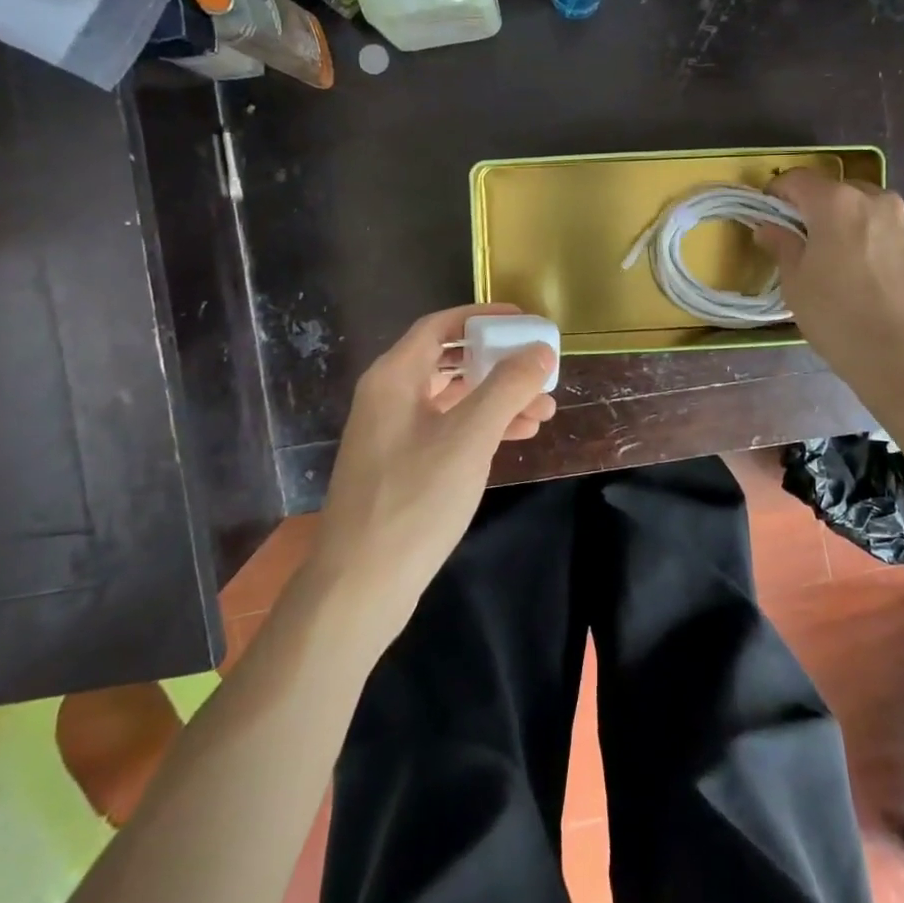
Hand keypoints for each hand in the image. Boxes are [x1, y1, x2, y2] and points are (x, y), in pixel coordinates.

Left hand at [312, 304, 556, 629]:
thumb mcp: (469, 437)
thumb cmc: (414, 499)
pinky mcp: (401, 466)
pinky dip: (481, 428)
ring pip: (453, 399)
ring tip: (543, 411)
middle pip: (450, 361)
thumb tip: (539, 350)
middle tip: (540, 371)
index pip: (440, 325)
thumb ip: (507, 387)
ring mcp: (392, 434)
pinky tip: (518, 437)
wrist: (360, 585)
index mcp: (394, 377)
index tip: (523, 320)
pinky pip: (447, 430)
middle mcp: (388, 397)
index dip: (482, 317)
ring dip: (497, 400)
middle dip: (499, 365)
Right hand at [754, 168, 903, 395]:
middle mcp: (878, 201)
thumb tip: (768, 228)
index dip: (779, 192)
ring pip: (873, 212)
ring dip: (855, 227)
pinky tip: (878, 280)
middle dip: (820, 209)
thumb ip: (782, 247)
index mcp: (837, 204)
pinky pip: (898, 235)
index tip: (770, 213)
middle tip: (809, 242)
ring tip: (848, 264)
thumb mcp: (797, 284)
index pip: (799, 179)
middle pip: (840, 192)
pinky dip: (882, 245)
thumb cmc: (840, 318)